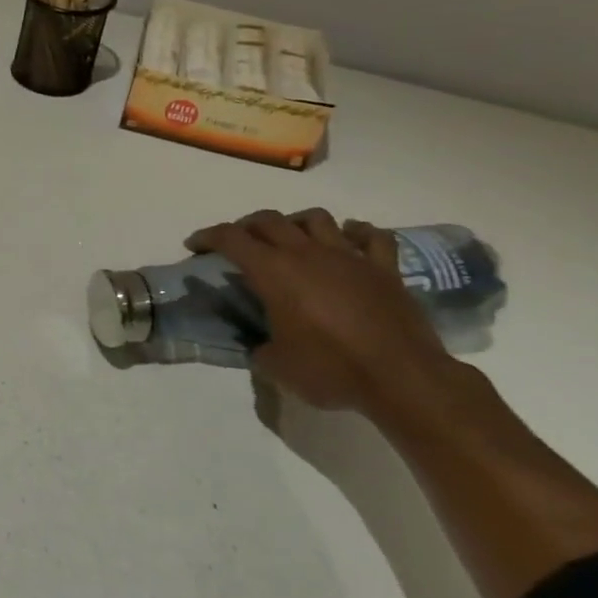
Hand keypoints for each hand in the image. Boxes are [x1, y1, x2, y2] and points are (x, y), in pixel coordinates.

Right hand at [185, 209, 447, 412]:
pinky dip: (356, 234)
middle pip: (269, 220)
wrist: (403, 379)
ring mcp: (349, 256)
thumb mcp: (277, 366)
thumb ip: (261, 346)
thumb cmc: (331, 370)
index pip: (231, 238)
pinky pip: (372, 236)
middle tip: (239, 243)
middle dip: (247, 226)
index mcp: (274, 272)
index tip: (195, 245)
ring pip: (316, 218)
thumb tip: (261, 343)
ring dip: (297, 223)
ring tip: (292, 239)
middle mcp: (307, 253)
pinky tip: (349, 242)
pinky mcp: (384, 269)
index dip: (207, 237)